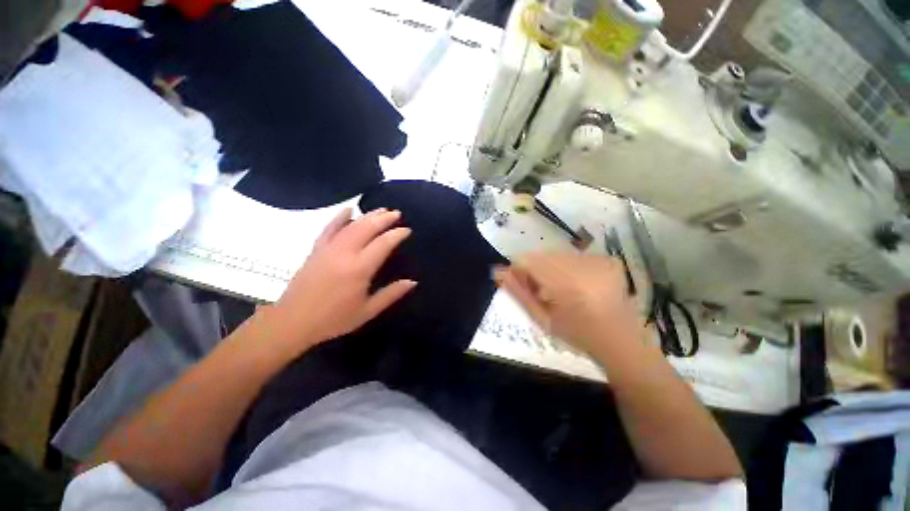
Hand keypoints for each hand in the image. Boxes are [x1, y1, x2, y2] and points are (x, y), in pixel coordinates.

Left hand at [262, 207, 416, 355]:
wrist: (293, 322)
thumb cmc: (334, 319)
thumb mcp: (368, 311)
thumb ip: (391, 294)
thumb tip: (412, 282)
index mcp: (359, 269)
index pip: (383, 244)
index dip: (396, 234)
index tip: (407, 230)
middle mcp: (345, 253)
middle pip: (367, 228)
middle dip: (384, 218)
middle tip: (397, 213)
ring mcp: (328, 249)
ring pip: (351, 225)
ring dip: (367, 215)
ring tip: (381, 210)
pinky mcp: (316, 250)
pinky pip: (329, 229)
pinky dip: (339, 218)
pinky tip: (348, 210)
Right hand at [494, 252, 641, 355]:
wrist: (621, 340)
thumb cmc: (578, 335)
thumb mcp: (542, 319)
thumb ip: (519, 293)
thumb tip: (497, 272)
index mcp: (566, 285)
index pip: (528, 261)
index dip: (518, 269)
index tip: (517, 281)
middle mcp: (583, 266)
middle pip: (542, 255)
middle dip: (535, 269)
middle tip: (539, 289)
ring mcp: (598, 260)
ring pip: (557, 254)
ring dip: (551, 267)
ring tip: (558, 288)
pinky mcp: (607, 259)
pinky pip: (574, 255)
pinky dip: (568, 266)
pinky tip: (575, 283)